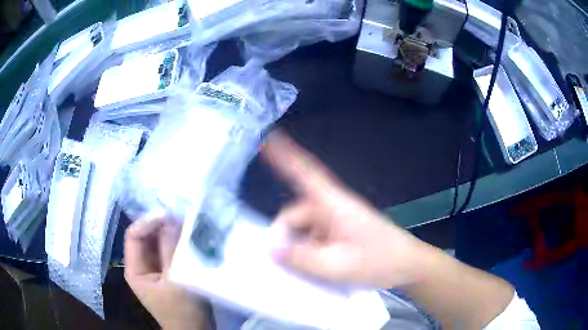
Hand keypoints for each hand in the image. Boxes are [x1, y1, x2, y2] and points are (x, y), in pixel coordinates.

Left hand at [124, 215, 210, 329]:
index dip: (148, 222)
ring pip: (159, 242)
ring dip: (171, 233)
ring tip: (189, 226)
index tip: (169, 216)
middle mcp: (141, 265)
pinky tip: (191, 238)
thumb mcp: (176, 279)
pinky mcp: (168, 271)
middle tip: (182, 219)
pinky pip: (169, 251)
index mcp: (135, 268)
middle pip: (146, 237)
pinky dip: (178, 243)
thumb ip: (170, 249)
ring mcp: (155, 268)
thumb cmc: (183, 310)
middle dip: (162, 226)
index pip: (134, 235)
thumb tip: (170, 219)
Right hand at [263, 132, 429, 288]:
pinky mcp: (340, 232)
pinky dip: (309, 251)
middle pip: (295, 214)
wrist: (408, 266)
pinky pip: (314, 237)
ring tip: (311, 270)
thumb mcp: (337, 266)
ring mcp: (337, 220)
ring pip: (304, 229)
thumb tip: (271, 247)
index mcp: (333, 205)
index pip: (305, 173)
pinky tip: (316, 268)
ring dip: (300, 248)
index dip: (285, 155)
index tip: (269, 138)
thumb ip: (301, 258)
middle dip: (287, 237)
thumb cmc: (379, 262)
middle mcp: (332, 207)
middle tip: (287, 263)